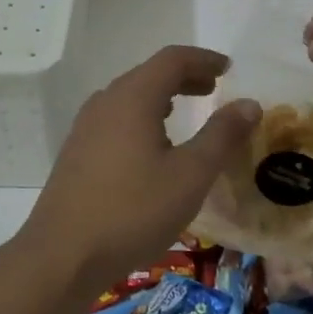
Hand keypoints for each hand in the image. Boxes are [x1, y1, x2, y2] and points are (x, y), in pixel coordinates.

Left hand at [20, 46, 259, 285]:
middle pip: (149, 74)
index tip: (228, 69)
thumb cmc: (133, 211)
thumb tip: (249, 103)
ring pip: (129, 96)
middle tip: (213, 89)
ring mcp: (86, 126)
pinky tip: (150, 145)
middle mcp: (105, 102)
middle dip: (184, 77)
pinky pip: (115, 117)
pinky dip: (141, 116)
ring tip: (184, 112)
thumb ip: (221, 135)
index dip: (203, 59)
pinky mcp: (77, 151)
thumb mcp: (190, 175)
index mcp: (133, 97)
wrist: (62, 254)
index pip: (172, 59)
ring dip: (161, 96)